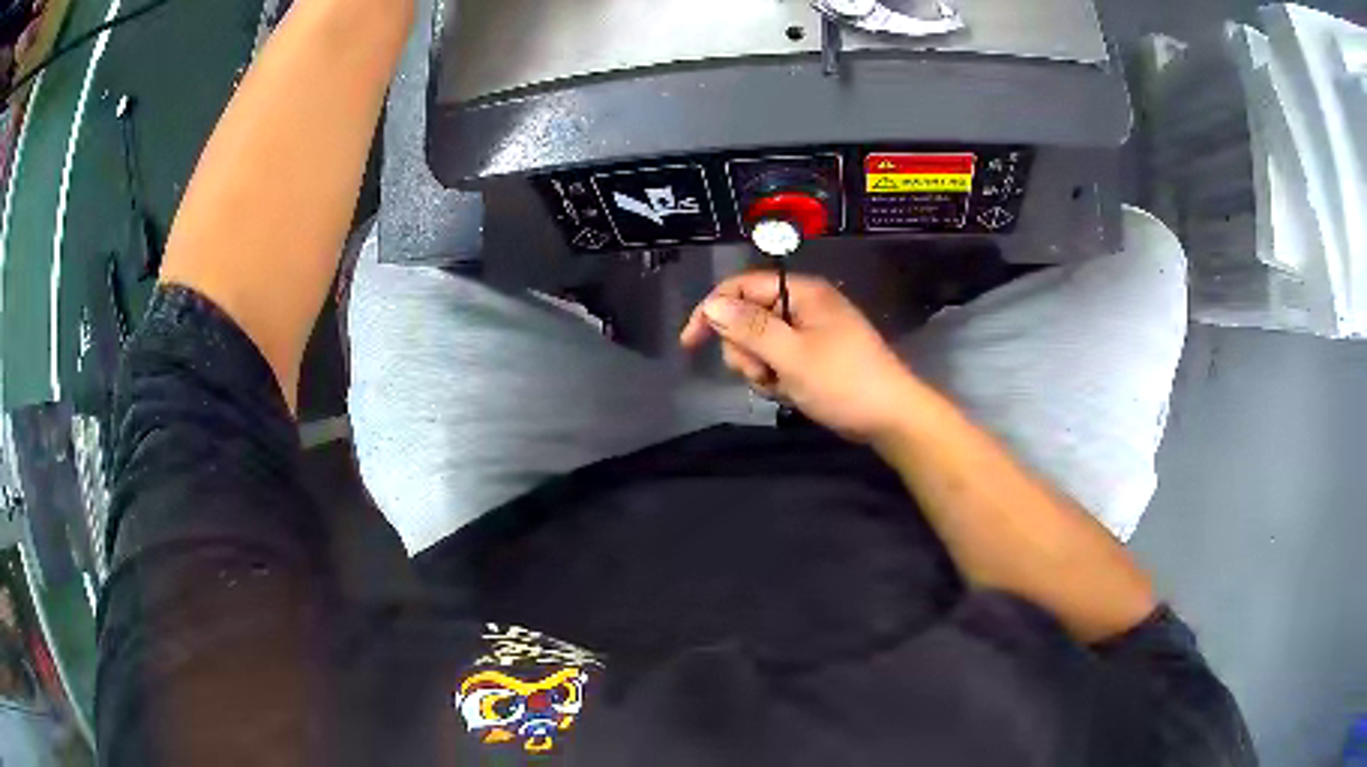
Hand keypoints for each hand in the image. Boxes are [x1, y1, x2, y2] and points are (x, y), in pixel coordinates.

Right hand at [680, 271, 920, 441]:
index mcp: (802, 293)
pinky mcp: (813, 356)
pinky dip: (777, 378)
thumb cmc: (844, 382)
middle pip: (747, 317)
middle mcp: (803, 305)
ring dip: (761, 369)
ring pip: (759, 344)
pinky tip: (792, 393)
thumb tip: (711, 305)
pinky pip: (778, 361)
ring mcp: (809, 332)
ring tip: (782, 386)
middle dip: (745, 350)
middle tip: (762, 373)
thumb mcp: (792, 355)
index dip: (713, 310)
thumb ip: (750, 328)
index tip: (691, 342)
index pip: (742, 287)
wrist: (890, 417)